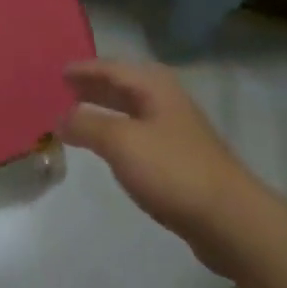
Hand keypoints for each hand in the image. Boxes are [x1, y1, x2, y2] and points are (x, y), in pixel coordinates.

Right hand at [61, 59, 262, 271]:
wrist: (229, 219)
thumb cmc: (172, 171)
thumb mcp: (121, 142)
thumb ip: (87, 124)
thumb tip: (60, 118)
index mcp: (154, 86)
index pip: (111, 67)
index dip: (84, 69)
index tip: (57, 72)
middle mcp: (165, 100)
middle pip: (122, 86)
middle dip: (93, 87)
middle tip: (61, 91)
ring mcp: (174, 130)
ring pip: (130, 110)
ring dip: (103, 110)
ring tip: (76, 116)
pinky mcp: (178, 159)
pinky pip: (137, 134)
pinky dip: (116, 133)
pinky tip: (106, 147)